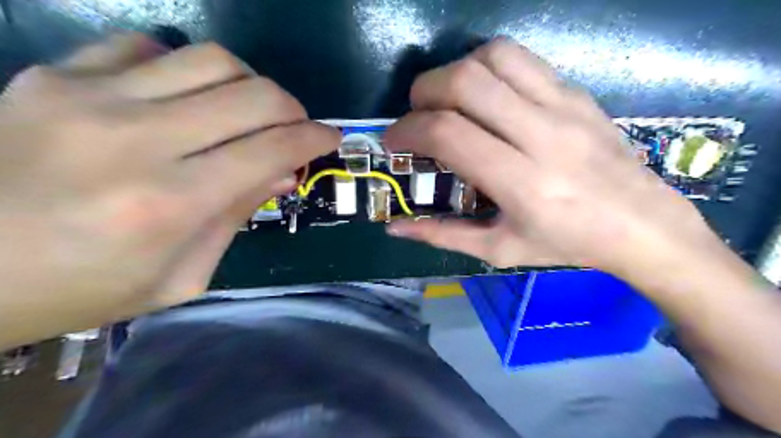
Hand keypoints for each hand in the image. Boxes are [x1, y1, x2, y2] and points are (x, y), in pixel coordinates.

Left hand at [1, 33, 339, 348]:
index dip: (314, 138)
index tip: (331, 137)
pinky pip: (147, 46)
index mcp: (171, 204)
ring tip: (248, 110)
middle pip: (253, 95)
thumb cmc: (83, 290)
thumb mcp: (181, 276)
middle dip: (293, 109)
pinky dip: (184, 68)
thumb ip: (236, 217)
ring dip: (249, 83)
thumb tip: (282, 174)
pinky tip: (184, 96)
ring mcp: (89, 98)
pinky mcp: (53, 75)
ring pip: (211, 59)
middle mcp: (137, 140)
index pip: (272, 149)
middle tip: (296, 127)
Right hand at [385, 38, 718, 282]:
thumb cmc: (566, 243)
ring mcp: (564, 106)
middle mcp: (542, 135)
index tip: (394, 142)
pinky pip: (521, 59)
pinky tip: (483, 94)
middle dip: (423, 93)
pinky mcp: (576, 91)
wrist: (642, 224)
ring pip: (493, 57)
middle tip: (416, 117)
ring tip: (447, 101)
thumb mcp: (499, 250)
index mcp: (522, 182)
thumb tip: (395, 227)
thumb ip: (442, 235)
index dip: (408, 130)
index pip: (449, 133)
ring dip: (455, 72)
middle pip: (465, 83)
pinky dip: (486, 66)